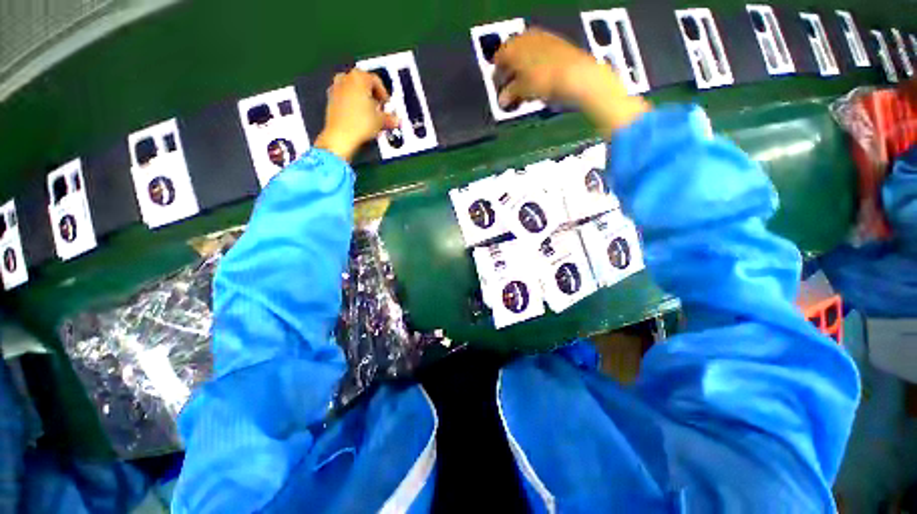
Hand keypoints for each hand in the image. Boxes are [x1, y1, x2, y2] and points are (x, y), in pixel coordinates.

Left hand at [314, 70, 399, 161]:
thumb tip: (395, 120)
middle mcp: (345, 78)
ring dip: (363, 99)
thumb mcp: (380, 121)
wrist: (340, 136)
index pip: (376, 80)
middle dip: (373, 96)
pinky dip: (353, 104)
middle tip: (379, 108)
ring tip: (370, 113)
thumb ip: (389, 118)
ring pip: (354, 89)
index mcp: (359, 77)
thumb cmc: (359, 124)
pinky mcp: (330, 99)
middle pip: (364, 83)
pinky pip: (345, 97)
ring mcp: (336, 87)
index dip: (384, 94)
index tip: (387, 104)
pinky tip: (359, 117)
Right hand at [494, 28, 649, 137]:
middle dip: (510, 71)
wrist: (576, 74)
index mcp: (514, 46)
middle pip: (512, 54)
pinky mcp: (557, 43)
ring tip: (525, 85)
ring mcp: (543, 38)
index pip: (498, 58)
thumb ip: (509, 94)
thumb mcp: (522, 90)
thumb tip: (501, 101)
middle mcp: (526, 37)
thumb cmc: (543, 81)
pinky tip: (539, 78)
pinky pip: (539, 54)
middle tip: (510, 87)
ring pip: (526, 54)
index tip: (498, 88)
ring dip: (522, 69)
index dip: (497, 75)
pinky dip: (535, 66)